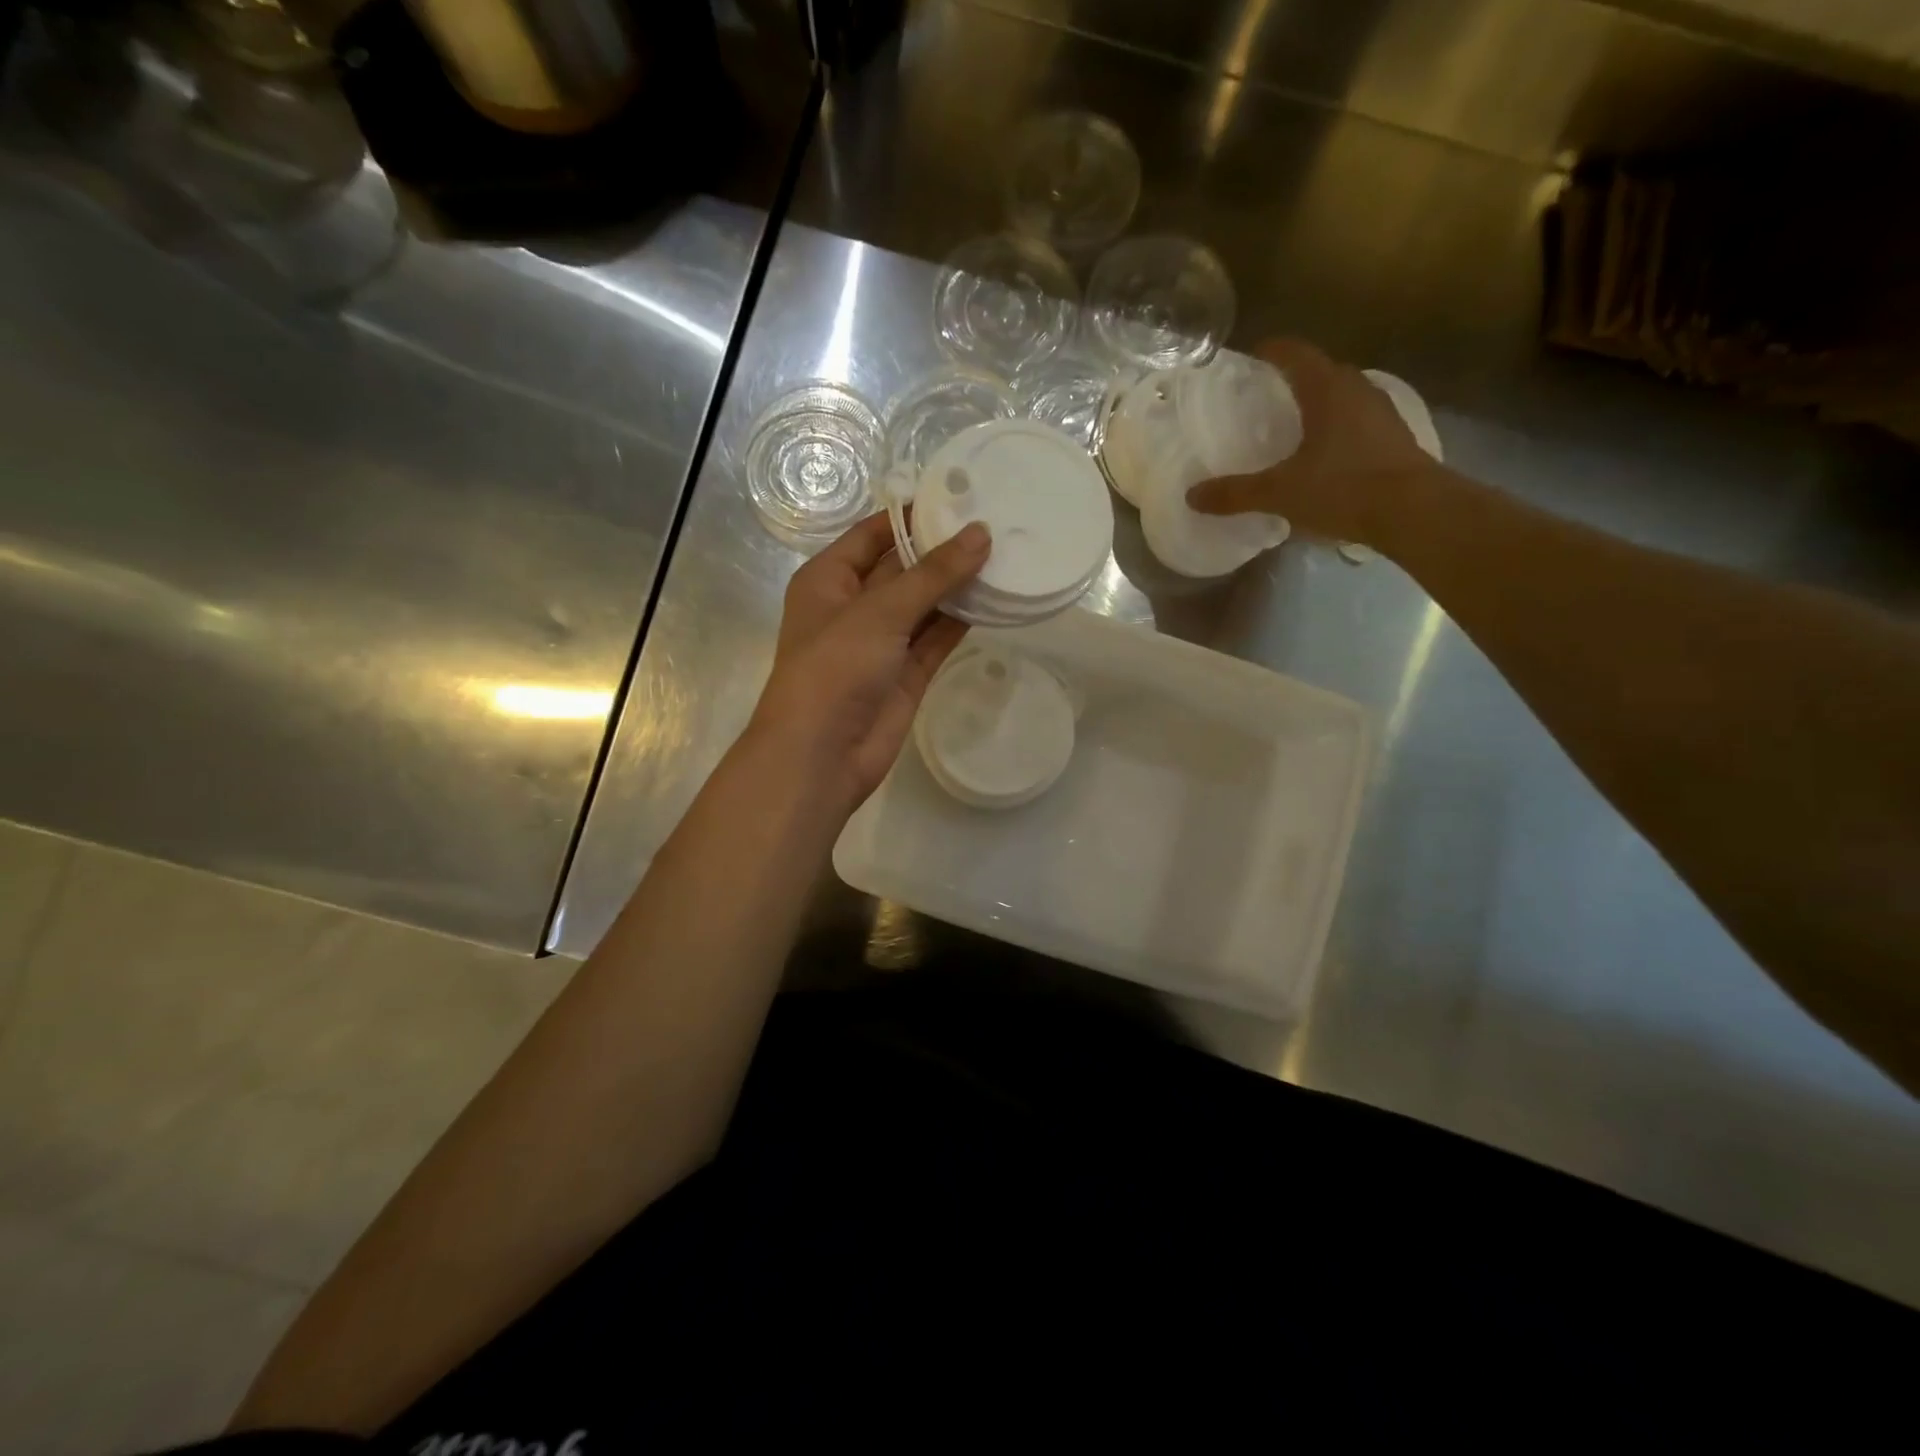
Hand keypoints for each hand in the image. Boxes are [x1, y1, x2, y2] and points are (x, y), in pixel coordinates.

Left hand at [746, 512, 990, 813]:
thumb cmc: (835, 668)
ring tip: (1005, 554)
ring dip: (958, 584)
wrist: (822, 755)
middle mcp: (854, 606)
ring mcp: (882, 642)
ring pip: (925, 604)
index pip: (873, 533)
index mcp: (829, 579)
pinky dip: (962, 620)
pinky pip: (937, 638)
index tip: (961, 494)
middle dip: (942, 548)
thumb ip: (933, 573)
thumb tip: (981, 534)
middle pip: (903, 566)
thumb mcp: (880, 611)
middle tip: (996, 521)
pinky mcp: (906, 674)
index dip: (912, 514)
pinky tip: (996, 598)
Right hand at [1187, 338, 1435, 548]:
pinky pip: (1357, 419)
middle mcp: (1357, 390)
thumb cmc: (1344, 488)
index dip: (1272, 351)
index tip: (1252, 355)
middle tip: (1267, 394)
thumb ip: (1235, 493)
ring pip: (1343, 395)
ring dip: (1319, 402)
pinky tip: (1324, 451)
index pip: (1296, 354)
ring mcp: (1381, 412)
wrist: (1415, 511)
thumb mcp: (1280, 493)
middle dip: (1295, 377)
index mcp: (1326, 390)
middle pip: (1322, 371)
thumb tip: (1192, 496)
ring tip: (1294, 423)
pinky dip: (1337, 426)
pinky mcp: (1394, 437)